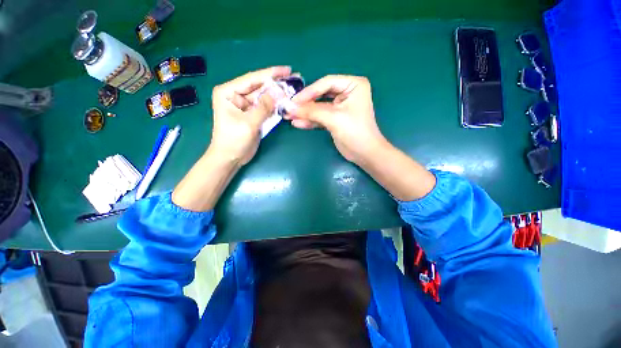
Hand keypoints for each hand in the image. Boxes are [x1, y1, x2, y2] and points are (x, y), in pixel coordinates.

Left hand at [210, 66, 291, 164]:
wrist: (230, 157)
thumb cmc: (234, 140)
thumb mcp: (248, 123)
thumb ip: (263, 107)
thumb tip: (278, 94)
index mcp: (229, 92)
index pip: (252, 79)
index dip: (270, 74)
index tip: (287, 70)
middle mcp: (237, 96)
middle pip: (260, 87)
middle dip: (276, 84)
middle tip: (294, 79)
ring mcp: (246, 106)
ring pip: (265, 98)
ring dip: (278, 95)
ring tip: (293, 89)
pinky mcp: (253, 115)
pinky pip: (266, 108)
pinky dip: (276, 106)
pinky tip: (286, 102)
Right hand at [286, 75, 389, 165]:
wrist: (364, 153)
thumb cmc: (355, 131)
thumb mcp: (333, 118)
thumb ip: (311, 111)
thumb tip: (289, 108)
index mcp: (353, 85)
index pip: (326, 83)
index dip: (309, 91)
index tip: (293, 100)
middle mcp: (347, 93)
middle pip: (321, 95)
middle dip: (305, 103)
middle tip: (289, 108)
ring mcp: (340, 107)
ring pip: (319, 107)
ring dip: (305, 113)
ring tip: (289, 116)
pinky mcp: (335, 120)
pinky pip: (320, 117)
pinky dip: (310, 121)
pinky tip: (298, 123)